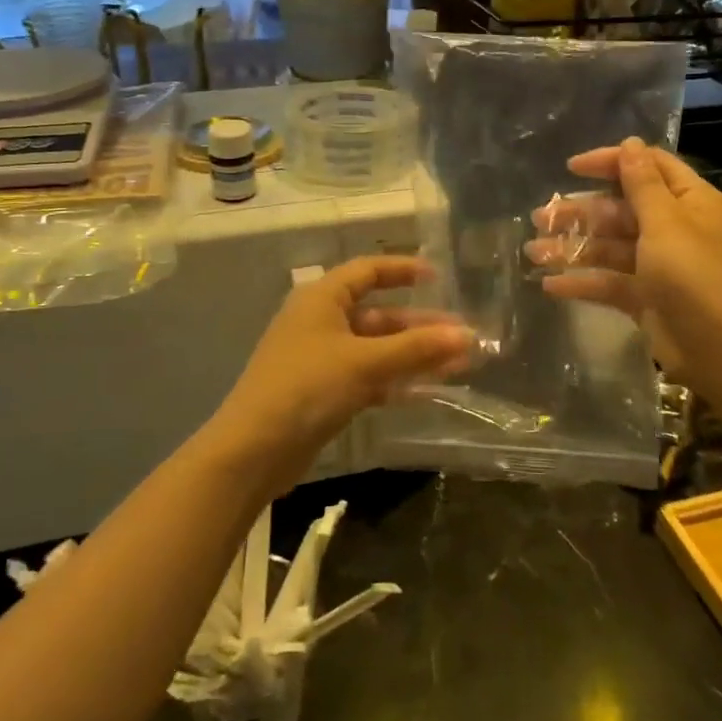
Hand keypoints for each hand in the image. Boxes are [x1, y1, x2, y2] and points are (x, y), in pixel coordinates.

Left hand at [209, 256, 471, 487]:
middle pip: (379, 315)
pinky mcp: (324, 392)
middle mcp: (321, 322)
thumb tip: (468, 335)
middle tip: (463, 336)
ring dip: (414, 356)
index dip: (402, 270)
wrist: (253, 451)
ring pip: (377, 349)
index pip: (367, 271)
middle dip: (420, 326)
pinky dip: (396, 381)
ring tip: (460, 364)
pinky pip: (368, 377)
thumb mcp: (365, 362)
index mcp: (322, 299)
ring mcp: (321, 359)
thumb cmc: (307, 388)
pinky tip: (429, 391)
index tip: (439, 277)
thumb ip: (416, 348)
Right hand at [526, 138, 721, 394]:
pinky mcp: (645, 297)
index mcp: (687, 202)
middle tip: (540, 217)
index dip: (610, 162)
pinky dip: (582, 283)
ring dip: (573, 247)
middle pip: (620, 209)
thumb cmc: (694, 276)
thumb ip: (642, 184)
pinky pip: (608, 282)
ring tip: (533, 252)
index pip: (646, 168)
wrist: (720, 349)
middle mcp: (673, 228)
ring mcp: (658, 265)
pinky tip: (550, 285)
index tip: (571, 168)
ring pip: (609, 247)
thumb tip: (630, 144)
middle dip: (580, 212)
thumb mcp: (665, 223)